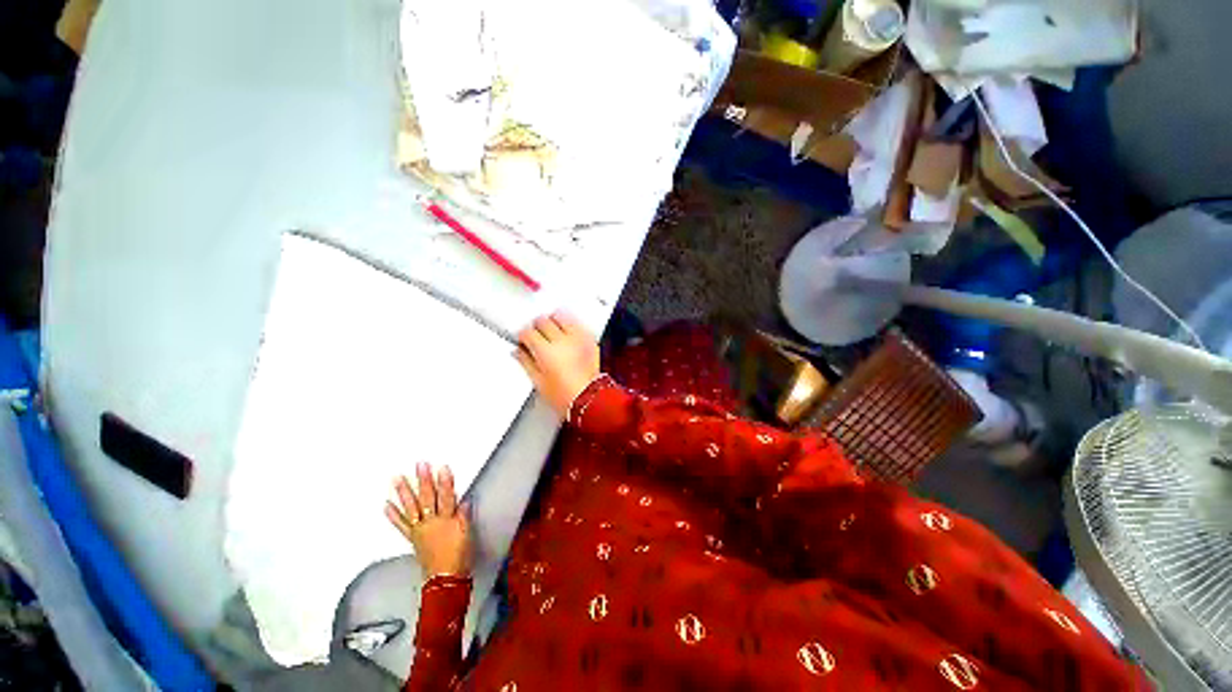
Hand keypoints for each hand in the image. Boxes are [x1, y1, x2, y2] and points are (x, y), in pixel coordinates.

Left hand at [385, 463, 471, 578]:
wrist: (445, 578)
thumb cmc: (459, 554)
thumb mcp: (466, 533)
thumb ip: (464, 516)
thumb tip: (464, 501)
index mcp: (446, 519)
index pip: (446, 496)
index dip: (445, 482)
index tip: (442, 467)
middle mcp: (430, 522)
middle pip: (427, 498)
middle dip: (424, 480)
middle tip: (420, 465)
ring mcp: (419, 529)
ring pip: (411, 508)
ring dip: (404, 492)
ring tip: (397, 479)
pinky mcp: (412, 537)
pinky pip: (401, 525)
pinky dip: (393, 515)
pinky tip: (386, 505)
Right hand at [516, 312, 600, 419]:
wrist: (590, 400)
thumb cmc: (566, 396)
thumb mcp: (539, 382)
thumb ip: (526, 363)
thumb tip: (518, 352)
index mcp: (546, 352)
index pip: (528, 332)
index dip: (523, 336)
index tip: (523, 341)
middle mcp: (562, 341)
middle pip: (543, 321)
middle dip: (536, 326)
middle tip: (536, 335)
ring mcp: (578, 338)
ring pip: (562, 316)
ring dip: (554, 320)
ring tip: (552, 330)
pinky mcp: (590, 340)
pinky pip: (578, 324)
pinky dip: (571, 325)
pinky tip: (567, 332)